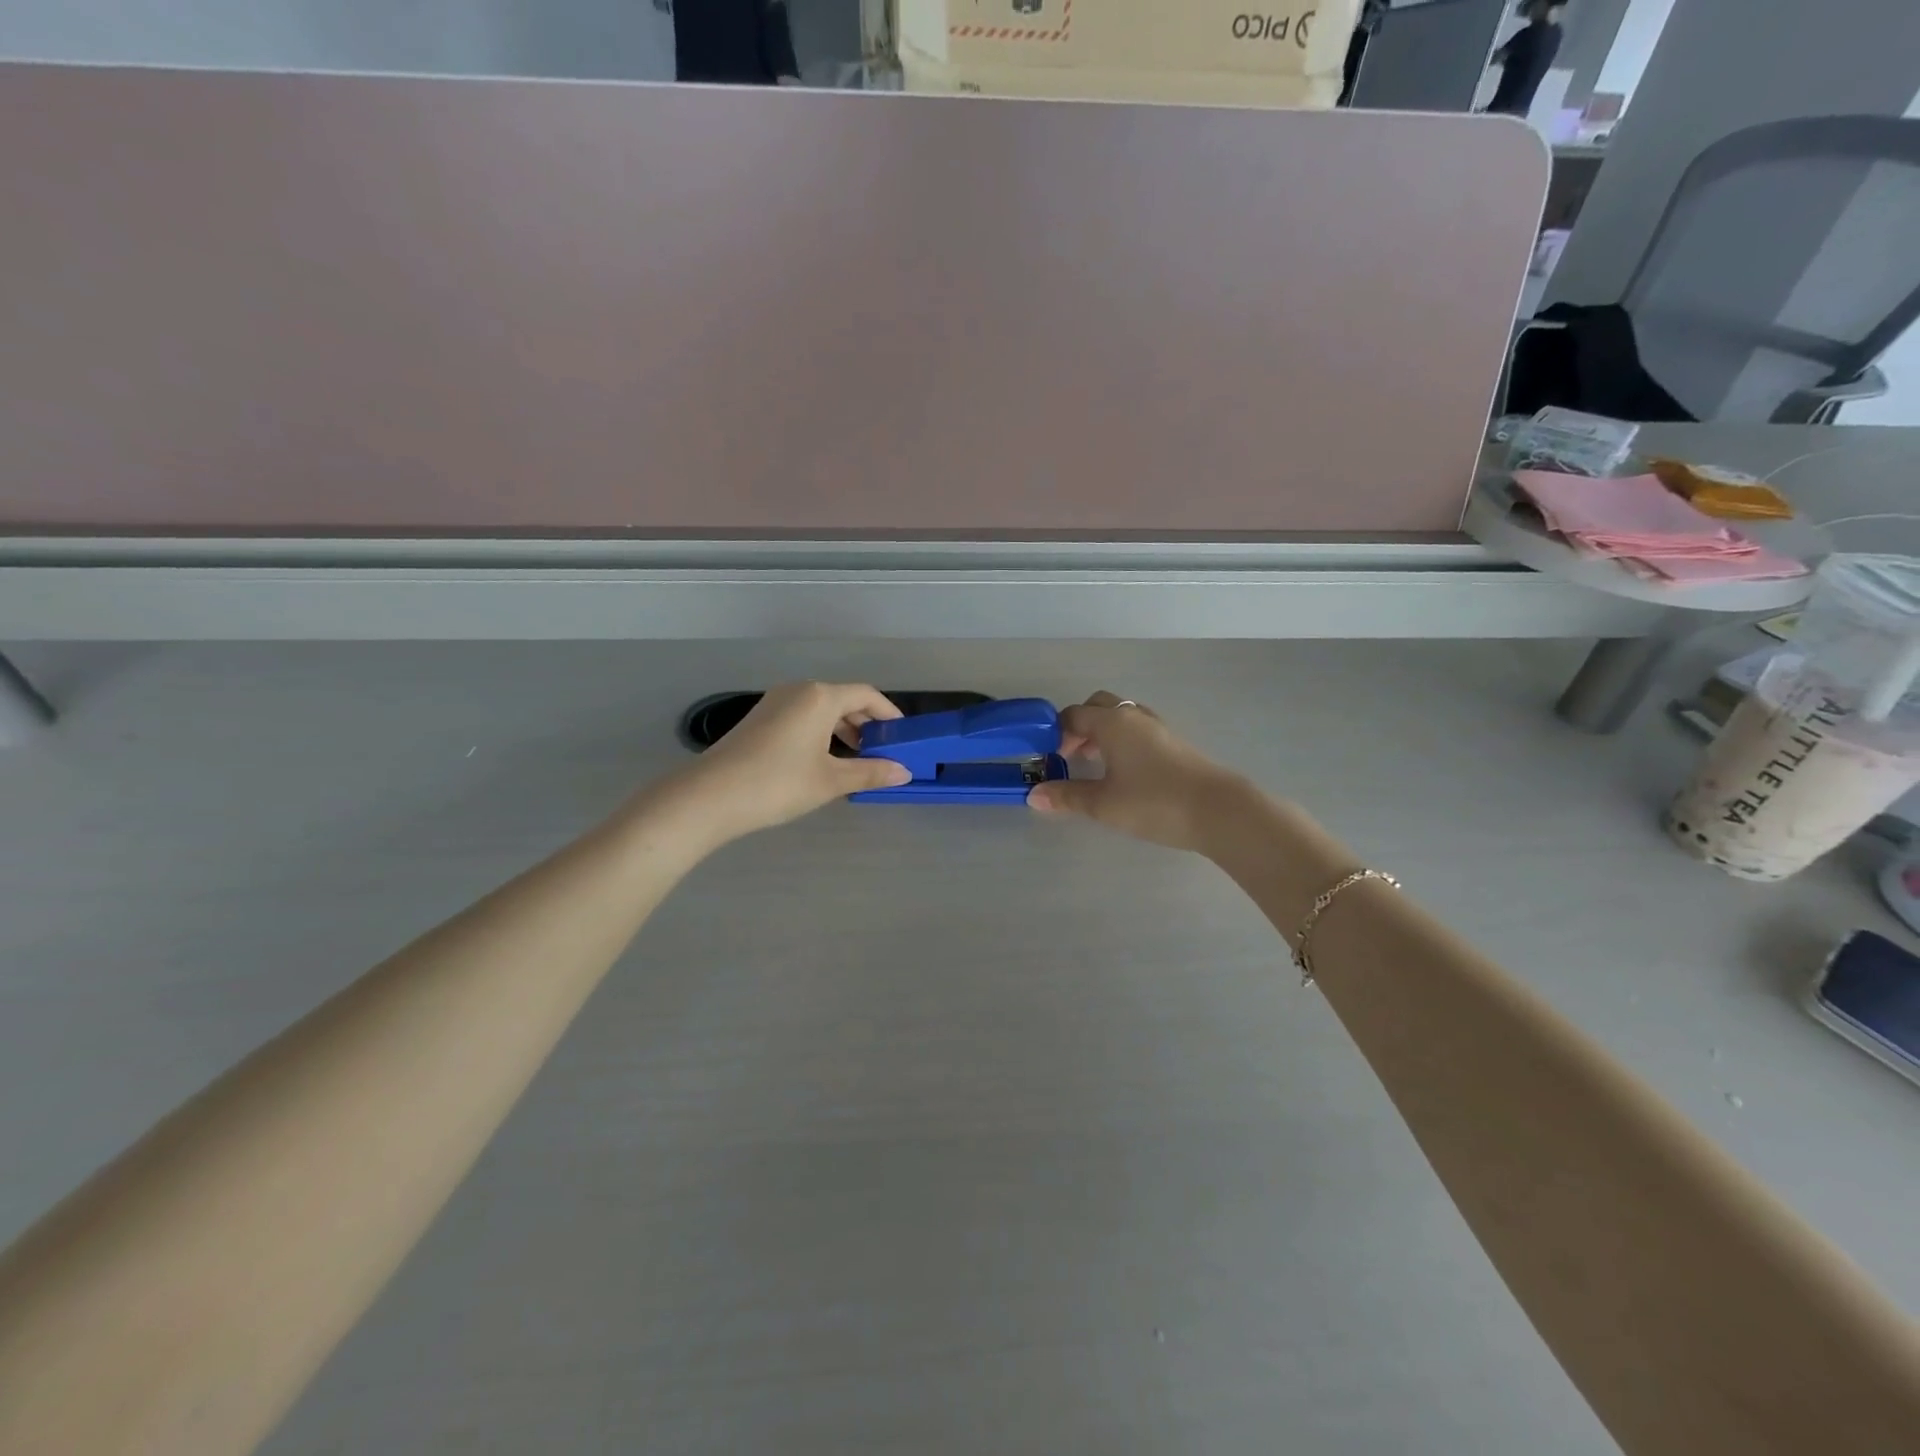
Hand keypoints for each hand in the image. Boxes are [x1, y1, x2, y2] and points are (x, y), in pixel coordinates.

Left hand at [672, 682, 912, 843]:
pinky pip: (801, 717)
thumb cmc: (779, 783)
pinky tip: (822, 761)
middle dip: (866, 723)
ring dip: (842, 729)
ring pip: (820, 709)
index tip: (903, 735)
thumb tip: (904, 772)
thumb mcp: (831, 781)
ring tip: (855, 759)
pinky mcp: (759, 719)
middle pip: (843, 699)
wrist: (710, 796)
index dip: (889, 714)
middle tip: (882, 751)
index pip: (866, 695)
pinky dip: (820, 733)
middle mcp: (798, 691)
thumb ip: (870, 773)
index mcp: (820, 697)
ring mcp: (774, 703)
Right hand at [1027, 691, 1244, 851]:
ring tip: (1094, 763)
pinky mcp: (1175, 743)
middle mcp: (1134, 716)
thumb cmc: (1154, 802)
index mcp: (1112, 723)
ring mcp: (1158, 727)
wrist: (1218, 810)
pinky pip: (1138, 730)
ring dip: (1102, 732)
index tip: (1047, 757)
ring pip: (1121, 716)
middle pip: (1098, 706)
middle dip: (1079, 726)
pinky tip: (1123, 770)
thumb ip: (1068, 797)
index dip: (1055, 733)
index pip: (1073, 715)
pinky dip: (1122, 740)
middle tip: (1070, 755)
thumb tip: (1034, 795)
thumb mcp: (1103, 804)